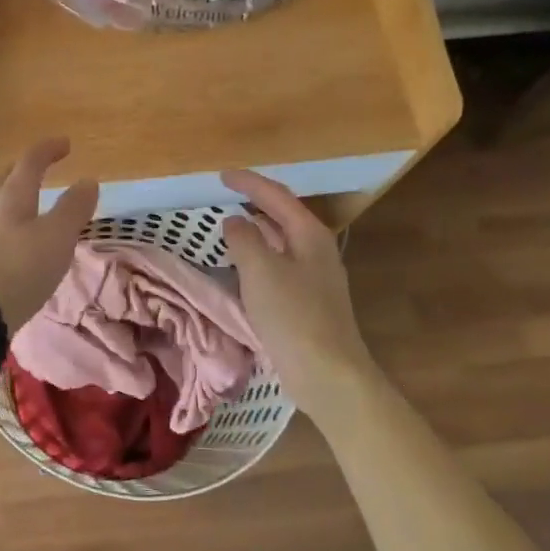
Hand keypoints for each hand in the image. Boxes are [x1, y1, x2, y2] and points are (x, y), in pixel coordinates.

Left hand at [0, 139, 99, 332]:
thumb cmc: (21, 267)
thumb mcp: (57, 236)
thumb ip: (73, 208)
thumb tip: (88, 180)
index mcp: (13, 196)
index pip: (30, 161)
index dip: (48, 149)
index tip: (65, 143)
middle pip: (8, 178)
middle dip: (27, 168)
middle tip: (44, 165)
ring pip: (1, 203)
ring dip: (19, 195)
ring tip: (37, 201)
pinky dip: (15, 220)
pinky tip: (23, 237)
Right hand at [221, 169, 383, 422]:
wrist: (328, 374)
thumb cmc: (293, 316)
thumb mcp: (260, 270)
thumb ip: (244, 238)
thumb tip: (234, 221)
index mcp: (309, 235)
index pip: (277, 196)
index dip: (249, 182)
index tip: (221, 176)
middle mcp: (317, 250)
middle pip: (283, 216)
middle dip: (255, 203)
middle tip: (225, 197)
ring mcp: (316, 278)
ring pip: (281, 242)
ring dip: (256, 231)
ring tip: (229, 227)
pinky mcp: (308, 303)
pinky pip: (279, 267)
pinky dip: (259, 258)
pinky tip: (243, 269)